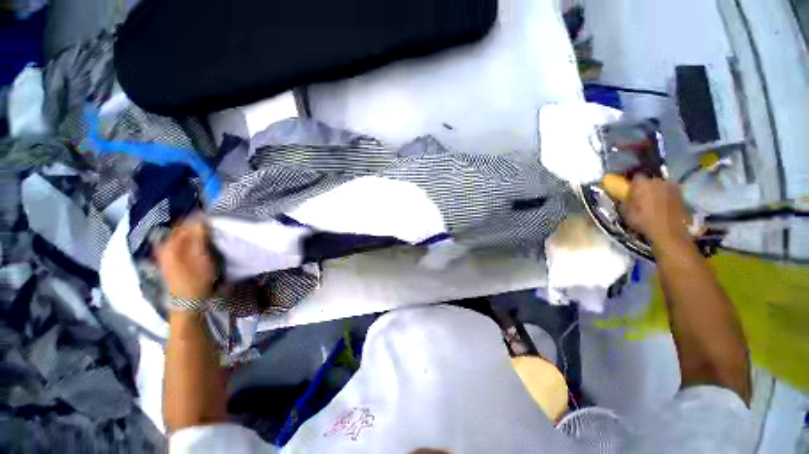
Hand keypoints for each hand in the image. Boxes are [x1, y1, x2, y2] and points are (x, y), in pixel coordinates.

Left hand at [155, 219, 216, 300]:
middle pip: (179, 229)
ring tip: (207, 234)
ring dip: (193, 233)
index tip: (211, 218)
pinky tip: (198, 245)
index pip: (182, 223)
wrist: (186, 302)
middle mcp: (164, 247)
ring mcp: (165, 255)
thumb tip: (201, 219)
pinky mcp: (169, 261)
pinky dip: (189, 241)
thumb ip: (199, 237)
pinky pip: (179, 244)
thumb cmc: (196, 279)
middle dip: (194, 225)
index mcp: (170, 245)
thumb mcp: (201, 258)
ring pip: (179, 237)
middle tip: (211, 226)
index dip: (197, 219)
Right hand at [623, 175, 691, 248]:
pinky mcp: (681, 194)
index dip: (633, 182)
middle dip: (646, 186)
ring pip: (661, 185)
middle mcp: (658, 181)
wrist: (669, 232)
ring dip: (657, 190)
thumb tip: (626, 196)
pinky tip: (663, 205)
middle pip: (650, 180)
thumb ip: (626, 200)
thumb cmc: (644, 221)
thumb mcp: (626, 212)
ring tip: (653, 201)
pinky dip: (666, 196)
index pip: (635, 176)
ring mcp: (672, 187)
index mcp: (642, 184)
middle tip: (641, 196)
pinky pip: (669, 191)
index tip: (630, 189)